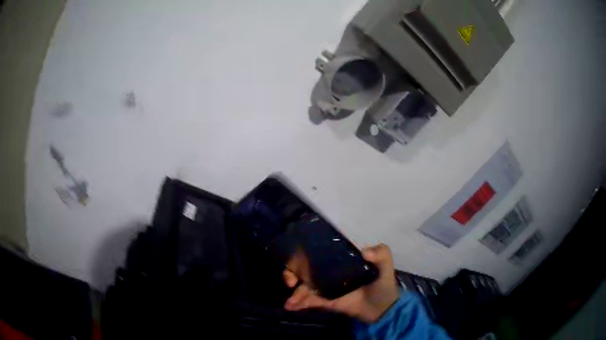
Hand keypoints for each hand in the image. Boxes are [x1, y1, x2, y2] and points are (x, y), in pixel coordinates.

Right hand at [283, 243, 399, 322]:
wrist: (384, 308)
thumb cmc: (383, 284)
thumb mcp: (386, 265)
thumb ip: (381, 254)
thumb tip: (364, 252)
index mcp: (340, 262)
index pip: (319, 255)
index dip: (305, 255)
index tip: (296, 259)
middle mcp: (330, 273)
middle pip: (305, 271)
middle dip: (292, 274)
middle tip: (289, 281)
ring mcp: (327, 289)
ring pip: (305, 288)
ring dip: (295, 293)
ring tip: (289, 301)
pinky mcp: (328, 302)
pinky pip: (311, 301)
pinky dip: (300, 303)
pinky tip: (291, 306)